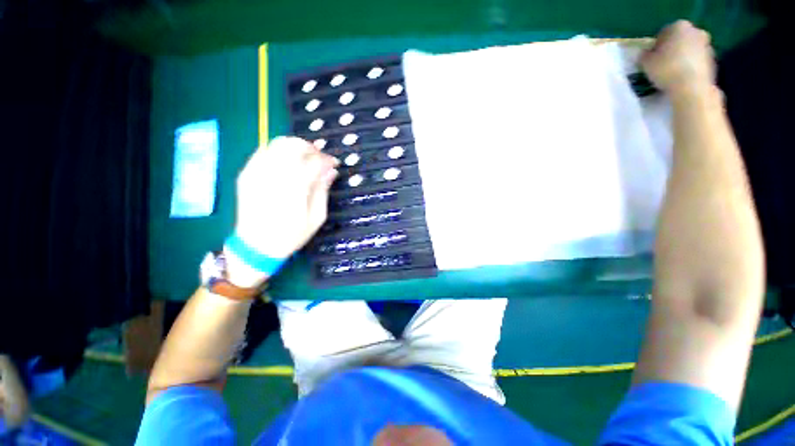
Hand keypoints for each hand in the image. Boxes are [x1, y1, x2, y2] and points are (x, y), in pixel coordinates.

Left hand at [224, 137, 337, 286]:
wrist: (255, 246)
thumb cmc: (291, 235)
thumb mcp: (316, 218)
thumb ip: (323, 191)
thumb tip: (332, 172)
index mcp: (294, 190)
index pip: (314, 162)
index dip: (327, 159)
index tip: (335, 163)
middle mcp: (274, 176)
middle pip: (294, 146)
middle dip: (311, 147)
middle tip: (320, 156)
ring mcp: (256, 173)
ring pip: (277, 144)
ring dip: (295, 145)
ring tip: (305, 156)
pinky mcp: (246, 174)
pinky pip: (263, 151)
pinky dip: (278, 150)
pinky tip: (287, 161)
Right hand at [641, 20, 715, 97]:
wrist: (692, 87)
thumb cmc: (667, 69)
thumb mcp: (645, 62)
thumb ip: (645, 55)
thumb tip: (646, 55)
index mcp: (679, 26)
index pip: (664, 32)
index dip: (656, 45)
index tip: (651, 57)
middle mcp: (696, 31)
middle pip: (680, 40)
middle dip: (672, 49)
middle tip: (662, 64)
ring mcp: (707, 46)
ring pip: (690, 50)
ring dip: (682, 59)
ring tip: (671, 73)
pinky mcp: (712, 61)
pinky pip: (697, 62)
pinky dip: (690, 68)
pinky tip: (681, 79)